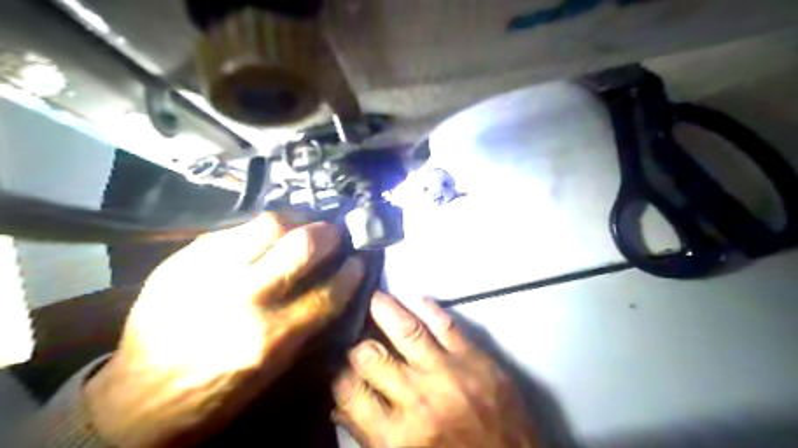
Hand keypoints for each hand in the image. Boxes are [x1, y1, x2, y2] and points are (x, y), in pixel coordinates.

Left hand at [84, 215, 362, 446]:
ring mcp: (209, 272)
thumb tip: (334, 283)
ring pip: (268, 223)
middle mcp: (242, 299)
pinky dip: (261, 228)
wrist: (138, 396)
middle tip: (336, 231)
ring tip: (307, 222)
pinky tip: (267, 234)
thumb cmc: (216, 391)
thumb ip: (307, 322)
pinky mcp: (184, 257)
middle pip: (301, 245)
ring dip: (298, 218)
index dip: (351, 271)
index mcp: (269, 338)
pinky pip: (236, 228)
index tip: (359, 260)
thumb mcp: (274, 369)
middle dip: (329, 233)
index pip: (328, 292)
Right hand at [331, 292, 541, 447]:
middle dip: (358, 344)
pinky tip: (412, 297)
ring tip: (373, 297)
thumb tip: (339, 409)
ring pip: (407, 331)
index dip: (337, 374)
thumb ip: (370, 438)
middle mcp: (417, 399)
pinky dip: (427, 307)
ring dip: (385, 309)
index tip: (336, 363)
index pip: (349, 392)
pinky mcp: (476, 359)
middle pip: (372, 356)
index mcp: (396, 437)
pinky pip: (446, 324)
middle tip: (356, 335)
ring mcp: (449, 374)